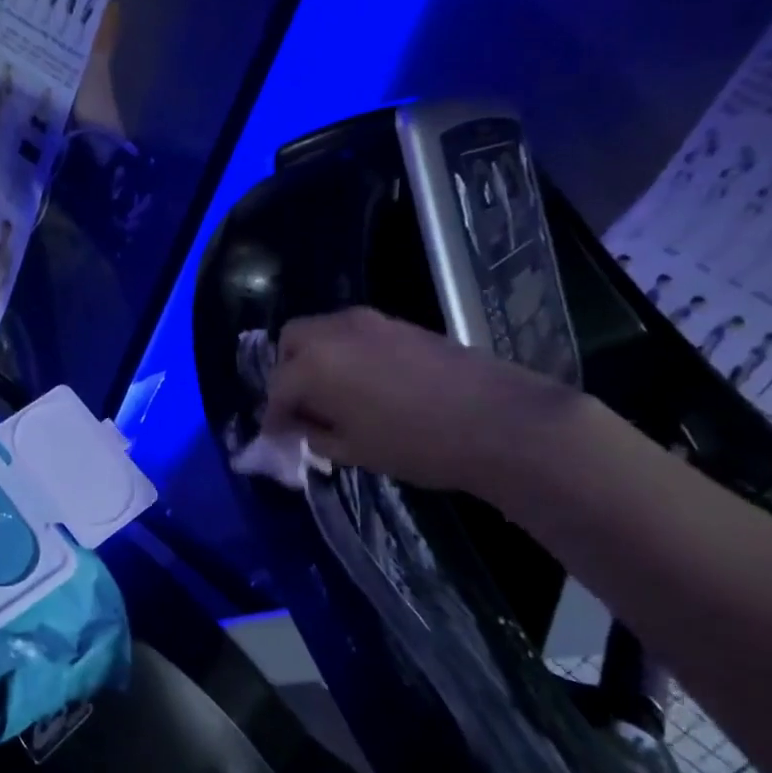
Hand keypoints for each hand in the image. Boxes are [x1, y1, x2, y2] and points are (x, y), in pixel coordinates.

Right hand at [261, 308, 583, 494]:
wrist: (498, 420)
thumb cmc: (416, 444)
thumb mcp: (354, 450)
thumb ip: (316, 434)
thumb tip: (302, 426)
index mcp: (314, 364)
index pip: (276, 387)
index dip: (273, 416)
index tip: (277, 436)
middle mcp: (335, 331)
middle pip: (292, 341)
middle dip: (287, 372)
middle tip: (301, 406)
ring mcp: (370, 322)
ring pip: (324, 331)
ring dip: (316, 358)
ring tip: (333, 396)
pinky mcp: (400, 324)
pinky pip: (354, 334)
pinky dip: (345, 353)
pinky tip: (365, 384)